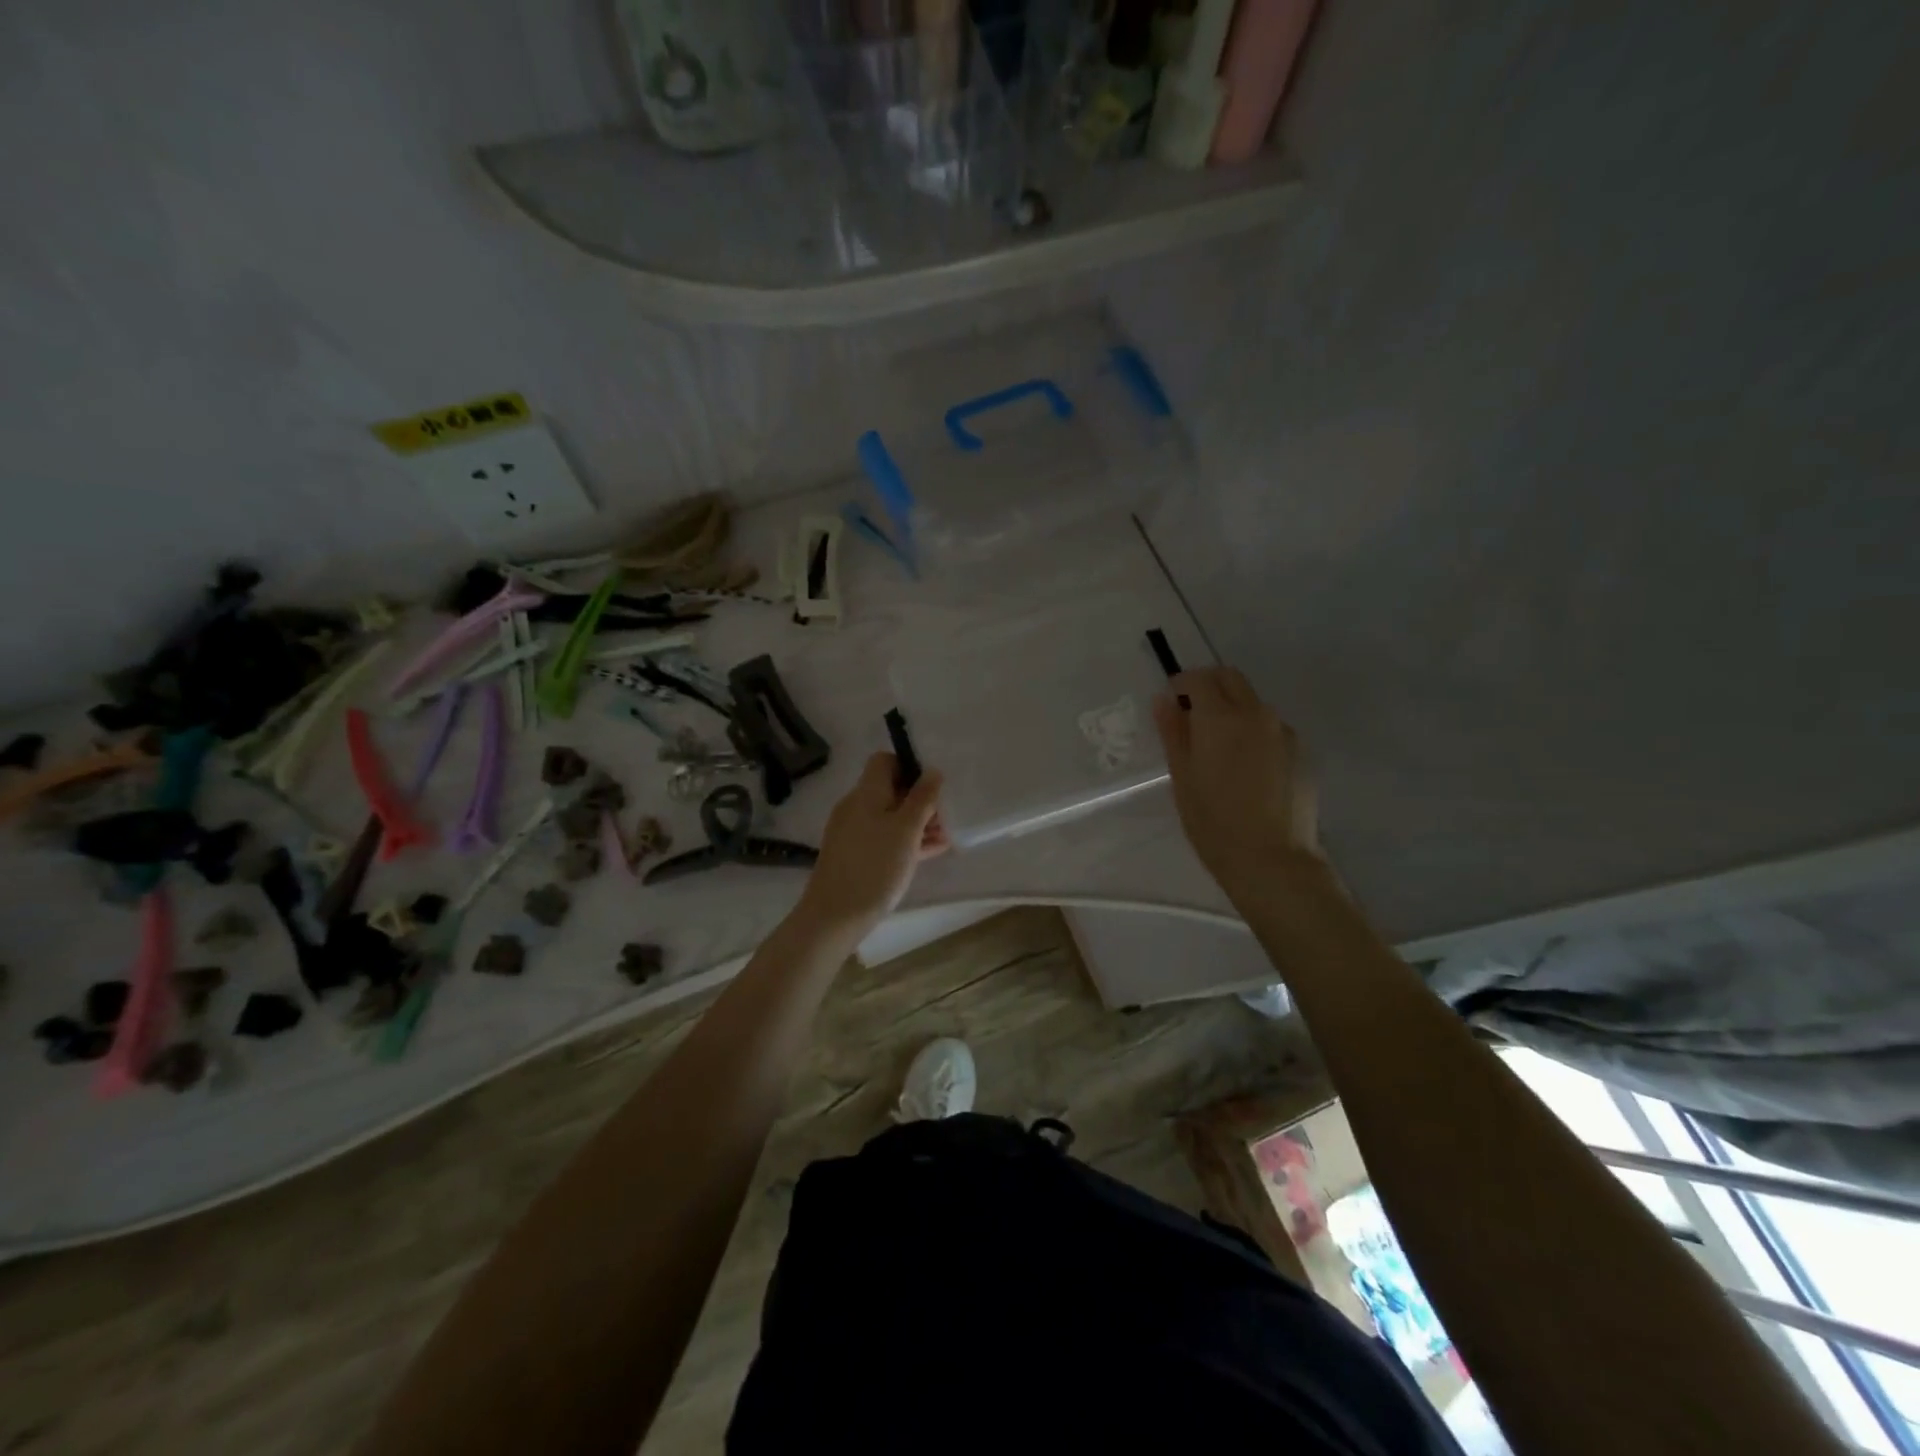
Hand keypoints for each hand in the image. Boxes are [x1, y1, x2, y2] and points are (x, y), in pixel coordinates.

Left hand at [795, 753, 946, 940]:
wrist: (834, 916)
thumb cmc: (875, 867)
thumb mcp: (906, 830)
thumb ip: (922, 799)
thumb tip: (932, 771)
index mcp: (866, 792)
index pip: (884, 761)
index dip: (910, 766)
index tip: (933, 785)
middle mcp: (856, 806)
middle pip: (890, 790)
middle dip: (920, 799)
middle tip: (947, 814)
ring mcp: (853, 832)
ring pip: (890, 816)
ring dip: (917, 822)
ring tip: (946, 836)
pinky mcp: (854, 855)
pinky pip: (884, 837)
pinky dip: (905, 840)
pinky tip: (931, 852)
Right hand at [1153, 667, 1321, 905]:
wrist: (1272, 861)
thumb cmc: (1214, 822)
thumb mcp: (1182, 778)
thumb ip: (1173, 732)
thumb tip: (1164, 701)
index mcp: (1221, 718)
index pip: (1199, 679)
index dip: (1181, 684)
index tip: (1170, 701)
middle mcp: (1257, 714)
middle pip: (1231, 679)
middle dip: (1208, 685)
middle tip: (1191, 712)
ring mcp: (1284, 732)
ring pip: (1254, 703)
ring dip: (1233, 708)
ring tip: (1220, 746)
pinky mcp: (1302, 752)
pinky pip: (1272, 728)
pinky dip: (1254, 732)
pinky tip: (1247, 767)